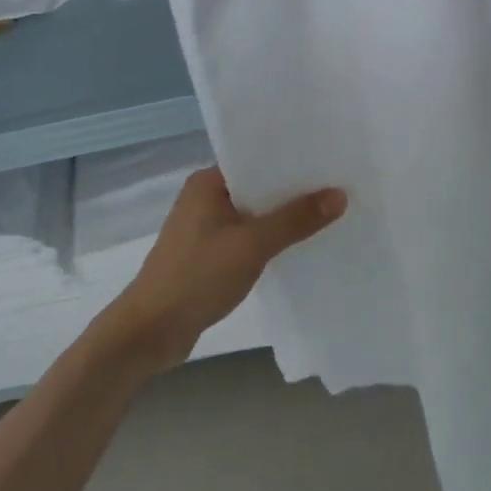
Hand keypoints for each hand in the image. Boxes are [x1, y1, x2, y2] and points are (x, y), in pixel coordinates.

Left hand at [102, 168, 345, 375]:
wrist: (151, 331)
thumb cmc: (197, 276)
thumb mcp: (252, 245)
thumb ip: (295, 220)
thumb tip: (339, 194)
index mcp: (208, 182)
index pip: (255, 159)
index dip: (291, 160)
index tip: (328, 160)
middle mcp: (204, 198)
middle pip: (257, 187)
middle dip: (292, 191)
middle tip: (338, 187)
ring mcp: (204, 229)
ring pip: (253, 215)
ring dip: (282, 219)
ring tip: (327, 215)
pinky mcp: (207, 256)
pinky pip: (246, 238)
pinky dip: (268, 241)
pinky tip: (297, 247)